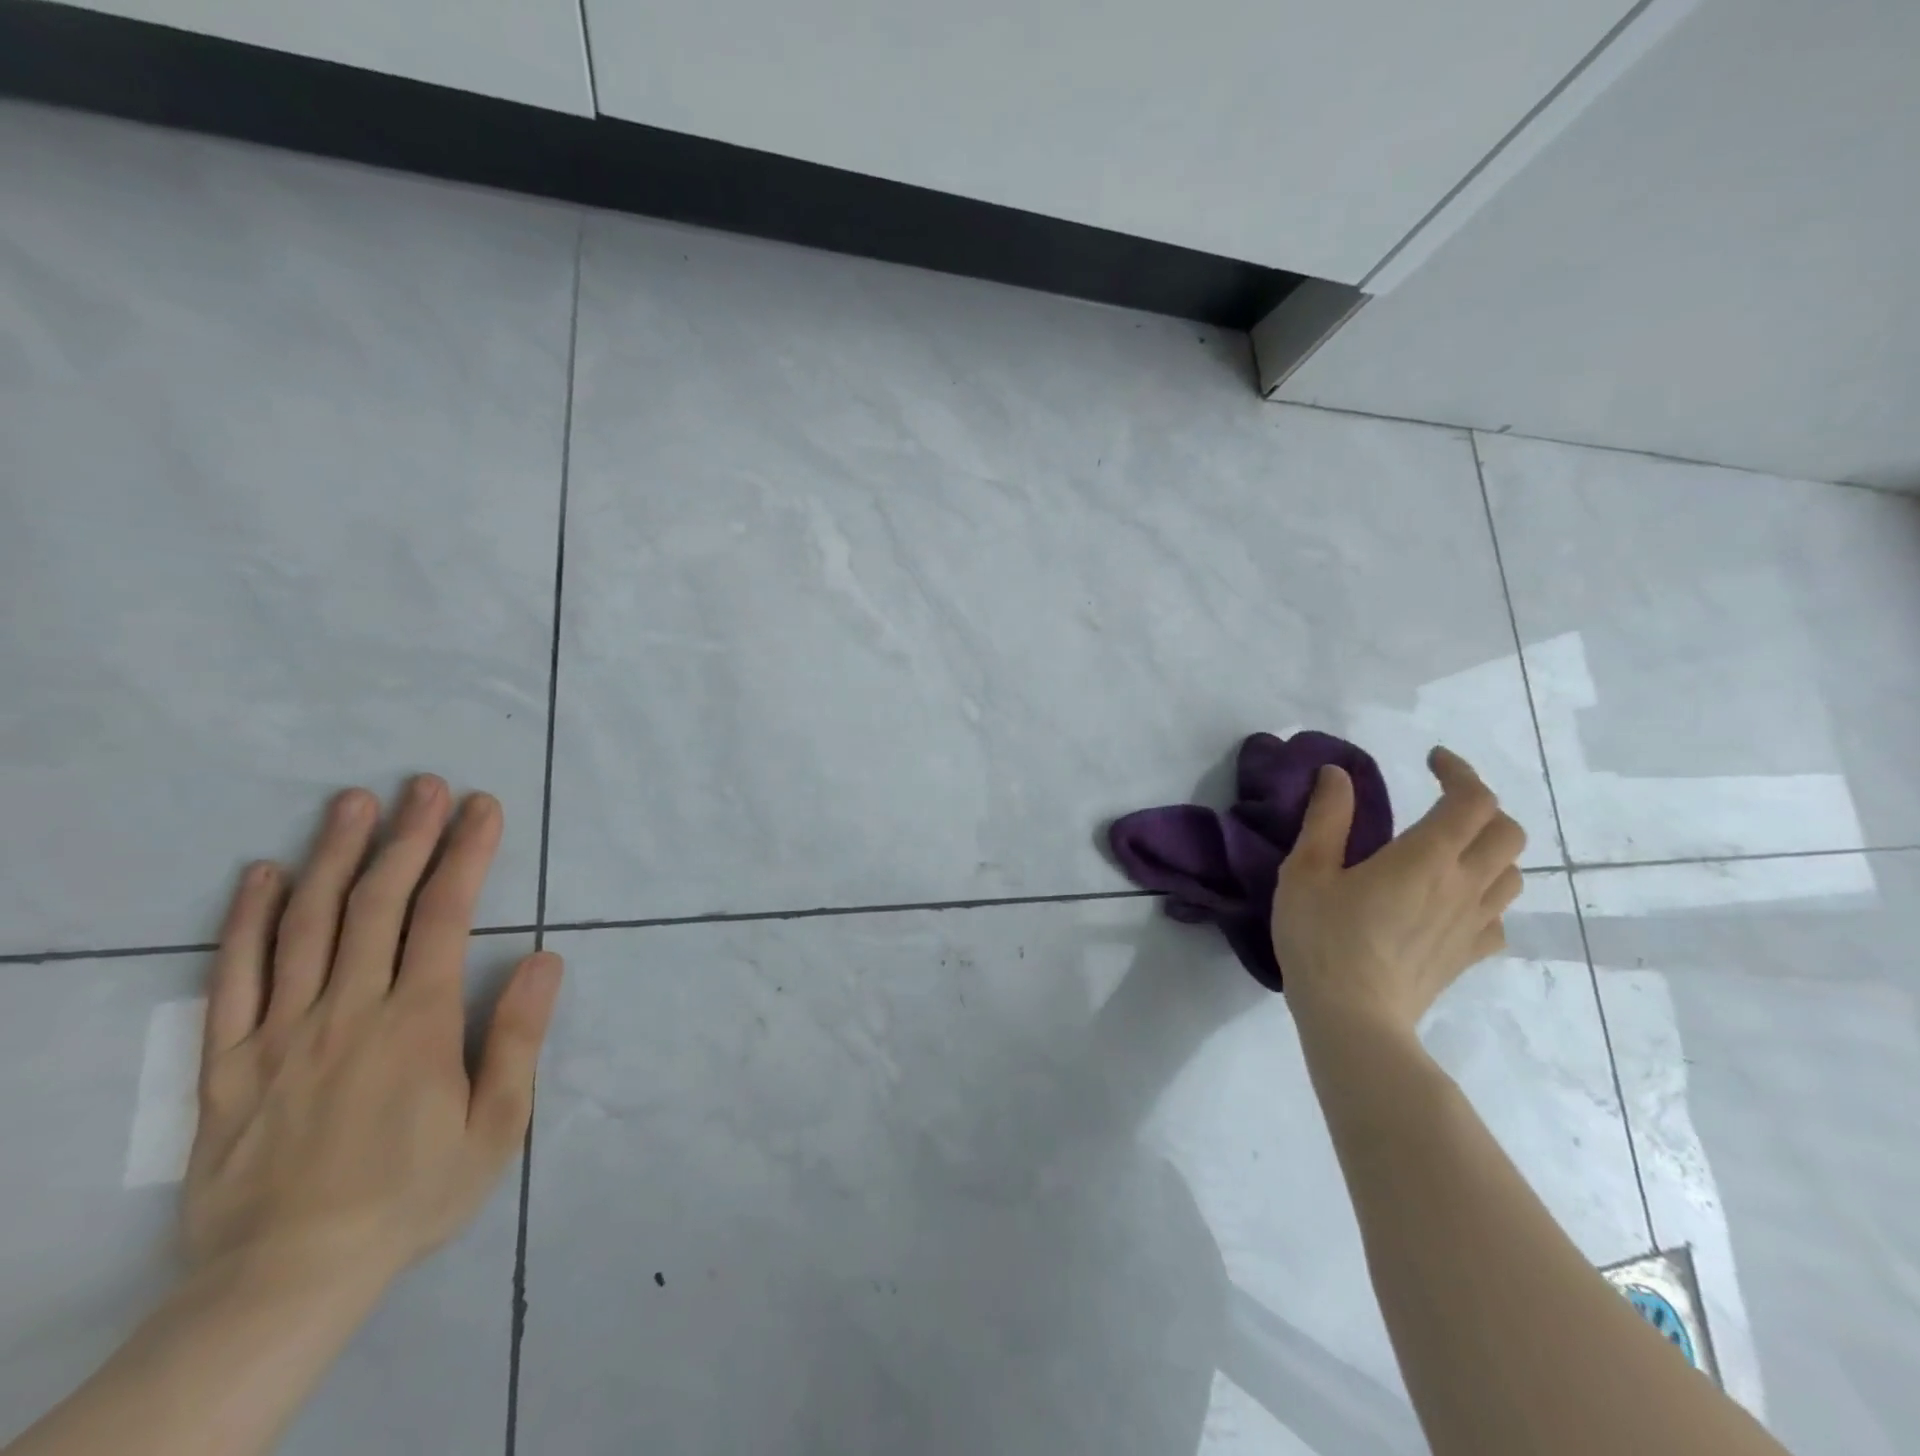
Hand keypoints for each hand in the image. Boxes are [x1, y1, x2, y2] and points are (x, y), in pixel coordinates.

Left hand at [182, 777, 562, 1291]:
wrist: (284, 1280)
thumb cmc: (411, 1195)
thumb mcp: (495, 1126)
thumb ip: (516, 1037)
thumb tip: (544, 958)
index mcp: (416, 1023)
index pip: (445, 916)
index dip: (467, 854)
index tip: (483, 807)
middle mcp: (347, 1010)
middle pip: (378, 903)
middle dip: (408, 836)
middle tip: (424, 784)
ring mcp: (280, 1031)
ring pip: (307, 925)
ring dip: (334, 856)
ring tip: (353, 803)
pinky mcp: (227, 1062)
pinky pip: (232, 979)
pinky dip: (247, 921)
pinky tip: (262, 875)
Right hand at [1271, 746, 1524, 1032]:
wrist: (1352, 1017)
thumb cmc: (1322, 938)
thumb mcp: (1306, 870)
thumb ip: (1326, 818)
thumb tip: (1337, 774)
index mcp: (1426, 857)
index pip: (1472, 799)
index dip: (1459, 770)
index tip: (1430, 760)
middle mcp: (1463, 884)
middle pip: (1506, 831)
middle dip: (1479, 805)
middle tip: (1440, 802)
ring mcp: (1473, 923)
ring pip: (1512, 872)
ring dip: (1489, 848)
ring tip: (1449, 847)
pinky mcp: (1468, 954)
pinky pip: (1498, 915)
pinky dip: (1485, 894)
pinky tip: (1451, 900)